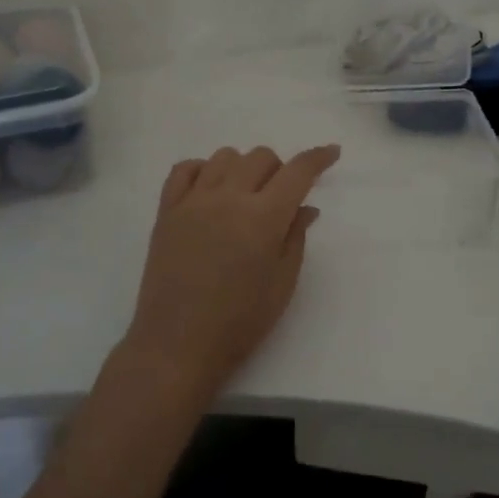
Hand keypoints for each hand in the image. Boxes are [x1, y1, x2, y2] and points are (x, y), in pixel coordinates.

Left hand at [120, 144, 340, 402]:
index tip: (331, 152)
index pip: (297, 171)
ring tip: (245, 196)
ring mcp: (193, 201)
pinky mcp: (167, 211)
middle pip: (260, 157)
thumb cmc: (240, 323)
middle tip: (281, 198)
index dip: (318, 158)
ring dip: (243, 168)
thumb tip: (306, 206)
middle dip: (280, 169)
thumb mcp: (282, 284)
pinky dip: (202, 170)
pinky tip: (210, 190)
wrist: (177, 345)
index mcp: (263, 217)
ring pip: (224, 156)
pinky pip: (184, 169)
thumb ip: (295, 237)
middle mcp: (228, 197)